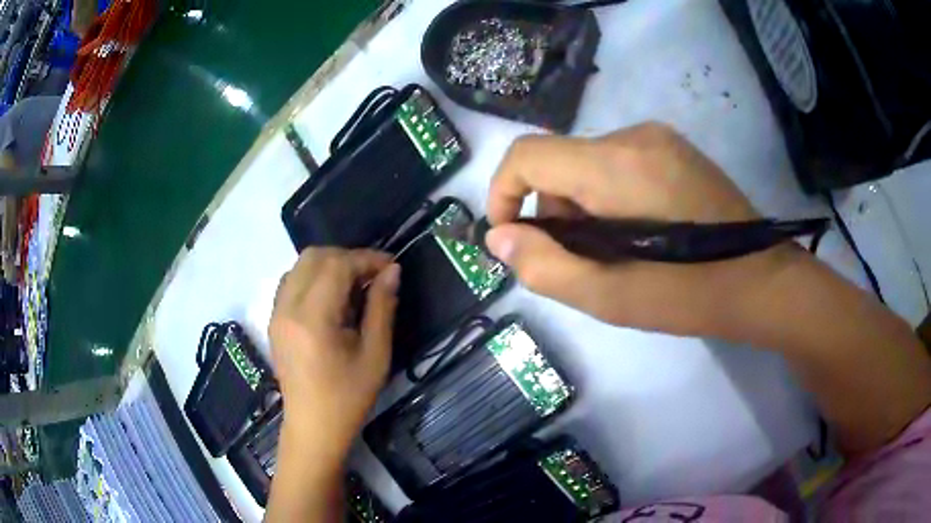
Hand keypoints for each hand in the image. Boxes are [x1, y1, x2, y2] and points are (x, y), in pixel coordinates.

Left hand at [269, 248, 399, 457]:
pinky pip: (290, 282)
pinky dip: (312, 277)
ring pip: (299, 265)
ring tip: (353, 285)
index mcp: (313, 318)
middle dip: (347, 257)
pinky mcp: (274, 320)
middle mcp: (287, 307)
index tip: (391, 266)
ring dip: (329, 265)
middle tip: (373, 276)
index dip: (367, 258)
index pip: (337, 265)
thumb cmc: (348, 397)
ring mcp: (276, 313)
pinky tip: (331, 298)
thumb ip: (382, 307)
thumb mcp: (375, 355)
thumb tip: (392, 271)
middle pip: (314, 256)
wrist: (313, 427)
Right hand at [485, 122, 805, 339]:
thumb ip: (545, 265)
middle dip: (552, 212)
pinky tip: (638, 233)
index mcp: (615, 166)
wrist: (763, 280)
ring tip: (615, 252)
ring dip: (582, 207)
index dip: (502, 192)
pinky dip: (608, 196)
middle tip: (580, 261)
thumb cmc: (690, 293)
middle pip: (559, 162)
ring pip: (588, 164)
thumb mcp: (610, 296)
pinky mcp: (675, 148)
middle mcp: (633, 135)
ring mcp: (659, 138)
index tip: (510, 237)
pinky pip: (618, 163)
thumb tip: (499, 238)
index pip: (528, 154)